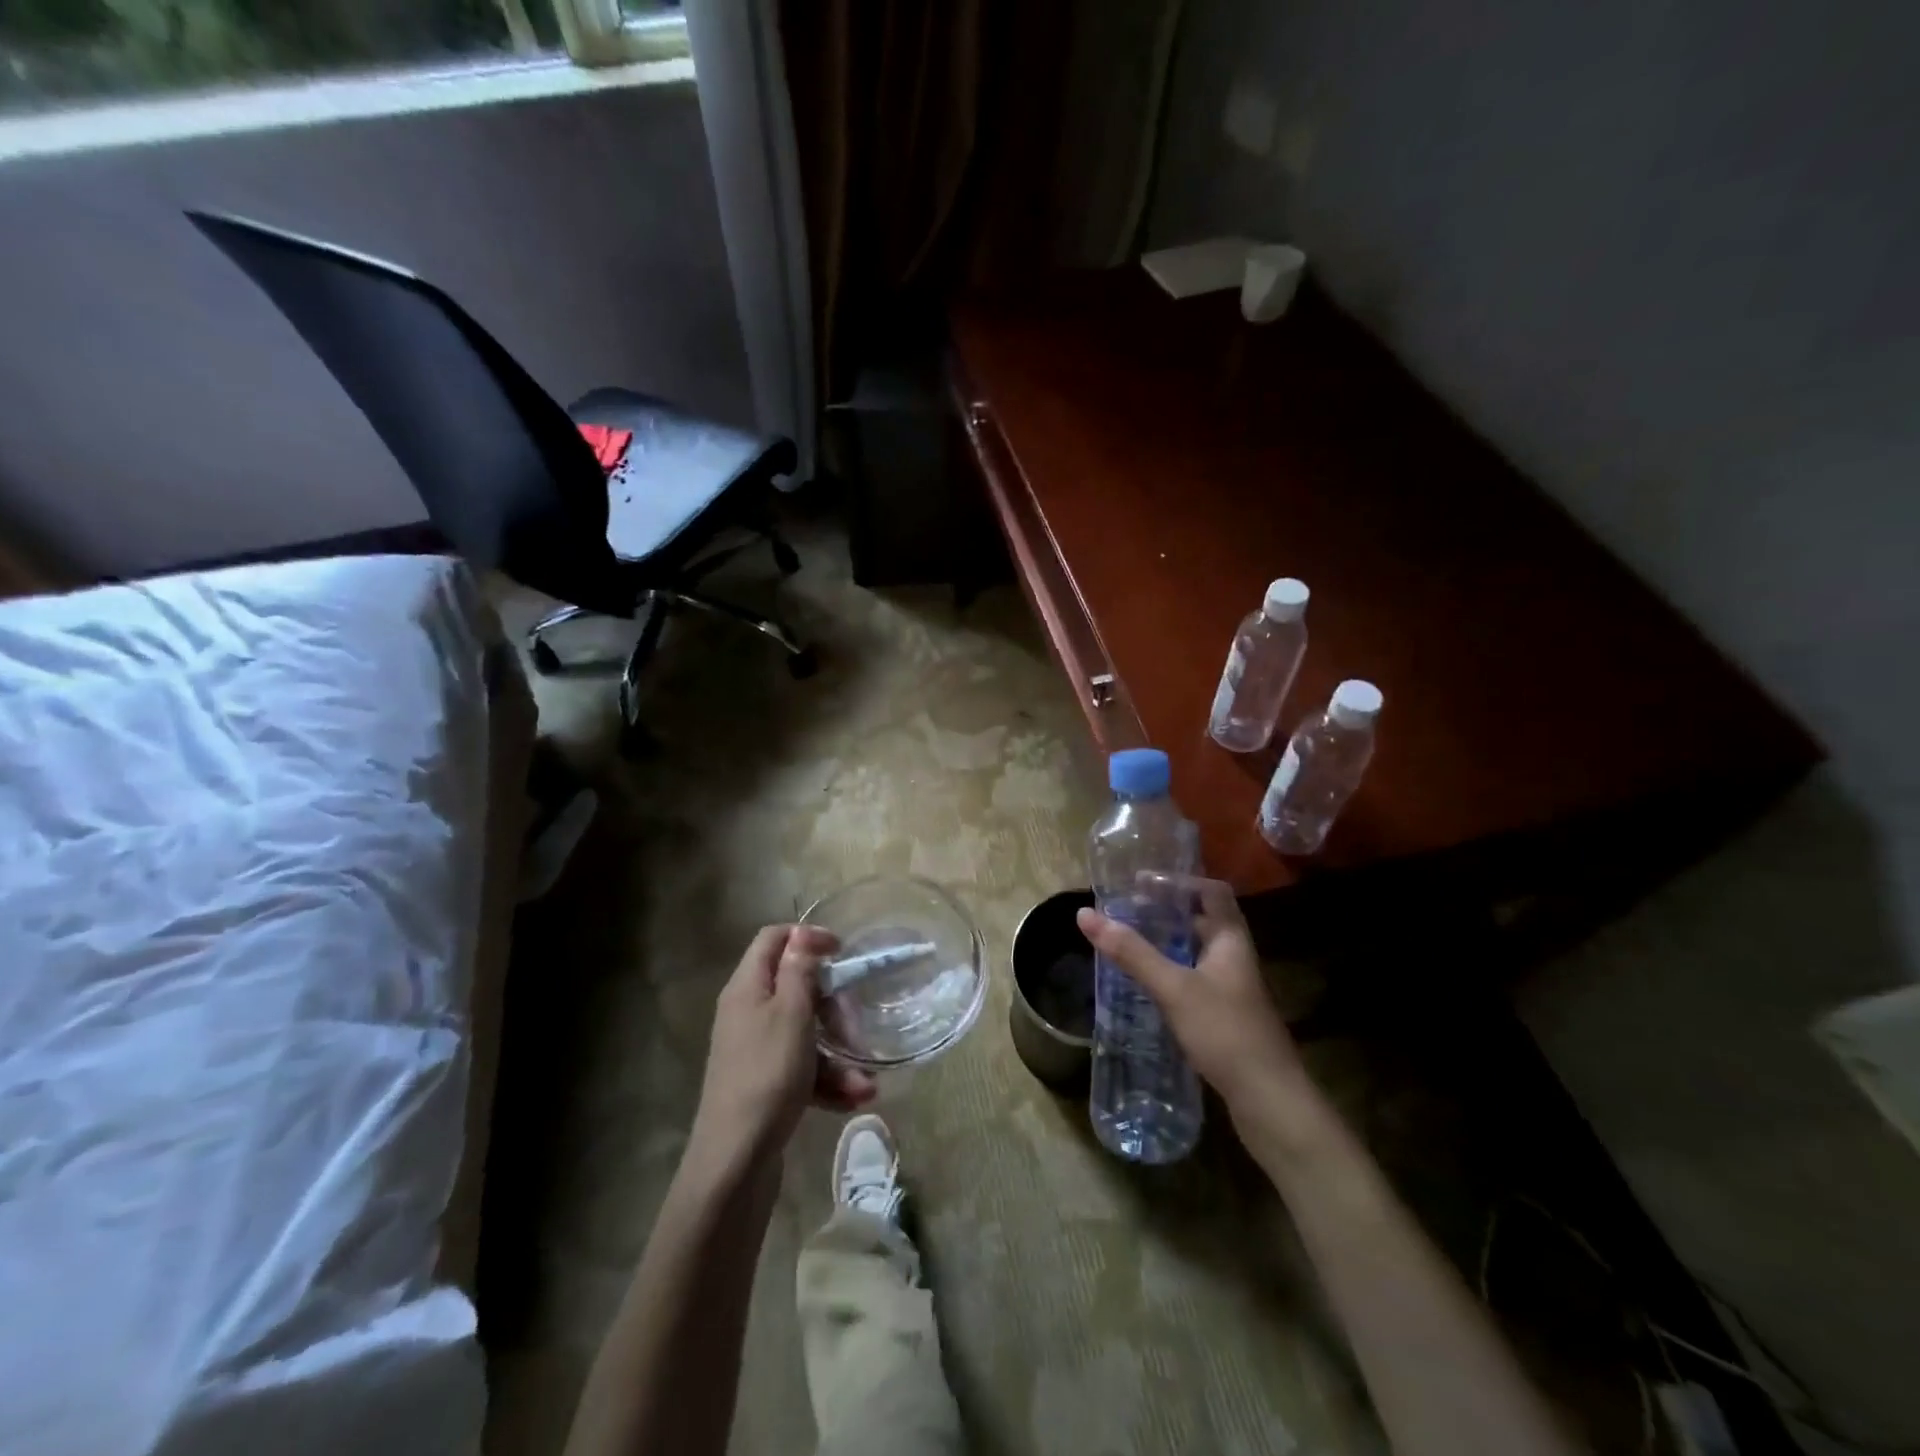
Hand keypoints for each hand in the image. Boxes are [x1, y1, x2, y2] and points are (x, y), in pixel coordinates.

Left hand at [689, 925, 876, 1171]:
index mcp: (747, 987)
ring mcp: (756, 1049)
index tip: (842, 951)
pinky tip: (854, 1099)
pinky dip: (827, 1079)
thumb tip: (801, 932)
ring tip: (866, 1082)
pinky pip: (802, 1067)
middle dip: (833, 1006)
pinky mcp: (765, 1082)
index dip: (807, 937)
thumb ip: (799, 970)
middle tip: (855, 1022)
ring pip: (806, 1032)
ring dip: (838, 1052)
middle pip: (796, 987)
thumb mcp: (791, 1014)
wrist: (734, 1160)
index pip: (773, 940)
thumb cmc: (767, 1075)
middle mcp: (748, 1012)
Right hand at [1077, 881, 1317, 1126]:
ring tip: (1127, 941)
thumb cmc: (1225, 1032)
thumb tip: (1085, 914)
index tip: (1141, 881)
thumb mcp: (1174, 987)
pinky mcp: (1225, 1017)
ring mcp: (1232, 989)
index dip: (1180, 881)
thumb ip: (1131, 952)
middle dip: (1165, 912)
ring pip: (1195, 952)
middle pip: (1202, 920)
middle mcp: (1234, 958)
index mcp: (1231, 940)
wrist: (1270, 1102)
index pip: (1213, 891)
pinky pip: (1193, 979)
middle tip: (1125, 910)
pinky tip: (1145, 984)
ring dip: (1165, 943)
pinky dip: (1169, 972)